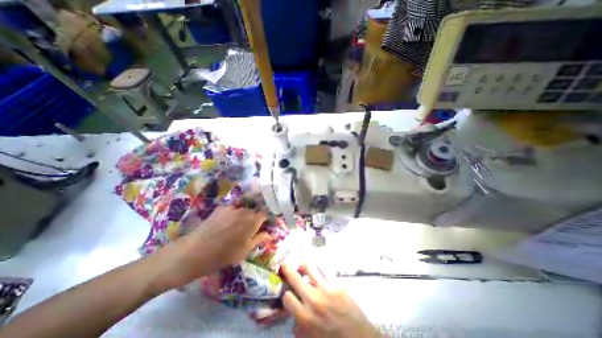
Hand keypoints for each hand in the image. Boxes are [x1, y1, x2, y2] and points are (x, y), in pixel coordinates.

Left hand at [155, 206, 270, 289]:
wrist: (196, 251)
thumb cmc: (224, 254)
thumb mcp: (245, 250)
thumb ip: (260, 239)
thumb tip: (272, 234)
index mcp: (253, 221)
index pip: (265, 214)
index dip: (265, 219)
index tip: (263, 226)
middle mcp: (244, 211)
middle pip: (254, 212)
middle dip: (254, 219)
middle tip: (248, 230)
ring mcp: (232, 208)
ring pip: (242, 210)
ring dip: (242, 217)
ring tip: (234, 228)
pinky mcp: (221, 208)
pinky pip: (231, 209)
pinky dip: (231, 215)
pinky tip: (224, 225)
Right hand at [281, 261, 380, 337]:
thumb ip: (300, 329)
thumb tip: (293, 318)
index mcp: (305, 318)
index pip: (287, 297)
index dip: (286, 294)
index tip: (288, 293)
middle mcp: (313, 300)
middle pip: (296, 279)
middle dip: (288, 269)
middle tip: (285, 263)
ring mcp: (326, 289)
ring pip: (310, 269)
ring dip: (304, 265)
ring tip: (302, 264)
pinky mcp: (337, 284)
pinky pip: (324, 270)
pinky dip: (319, 268)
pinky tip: (317, 267)